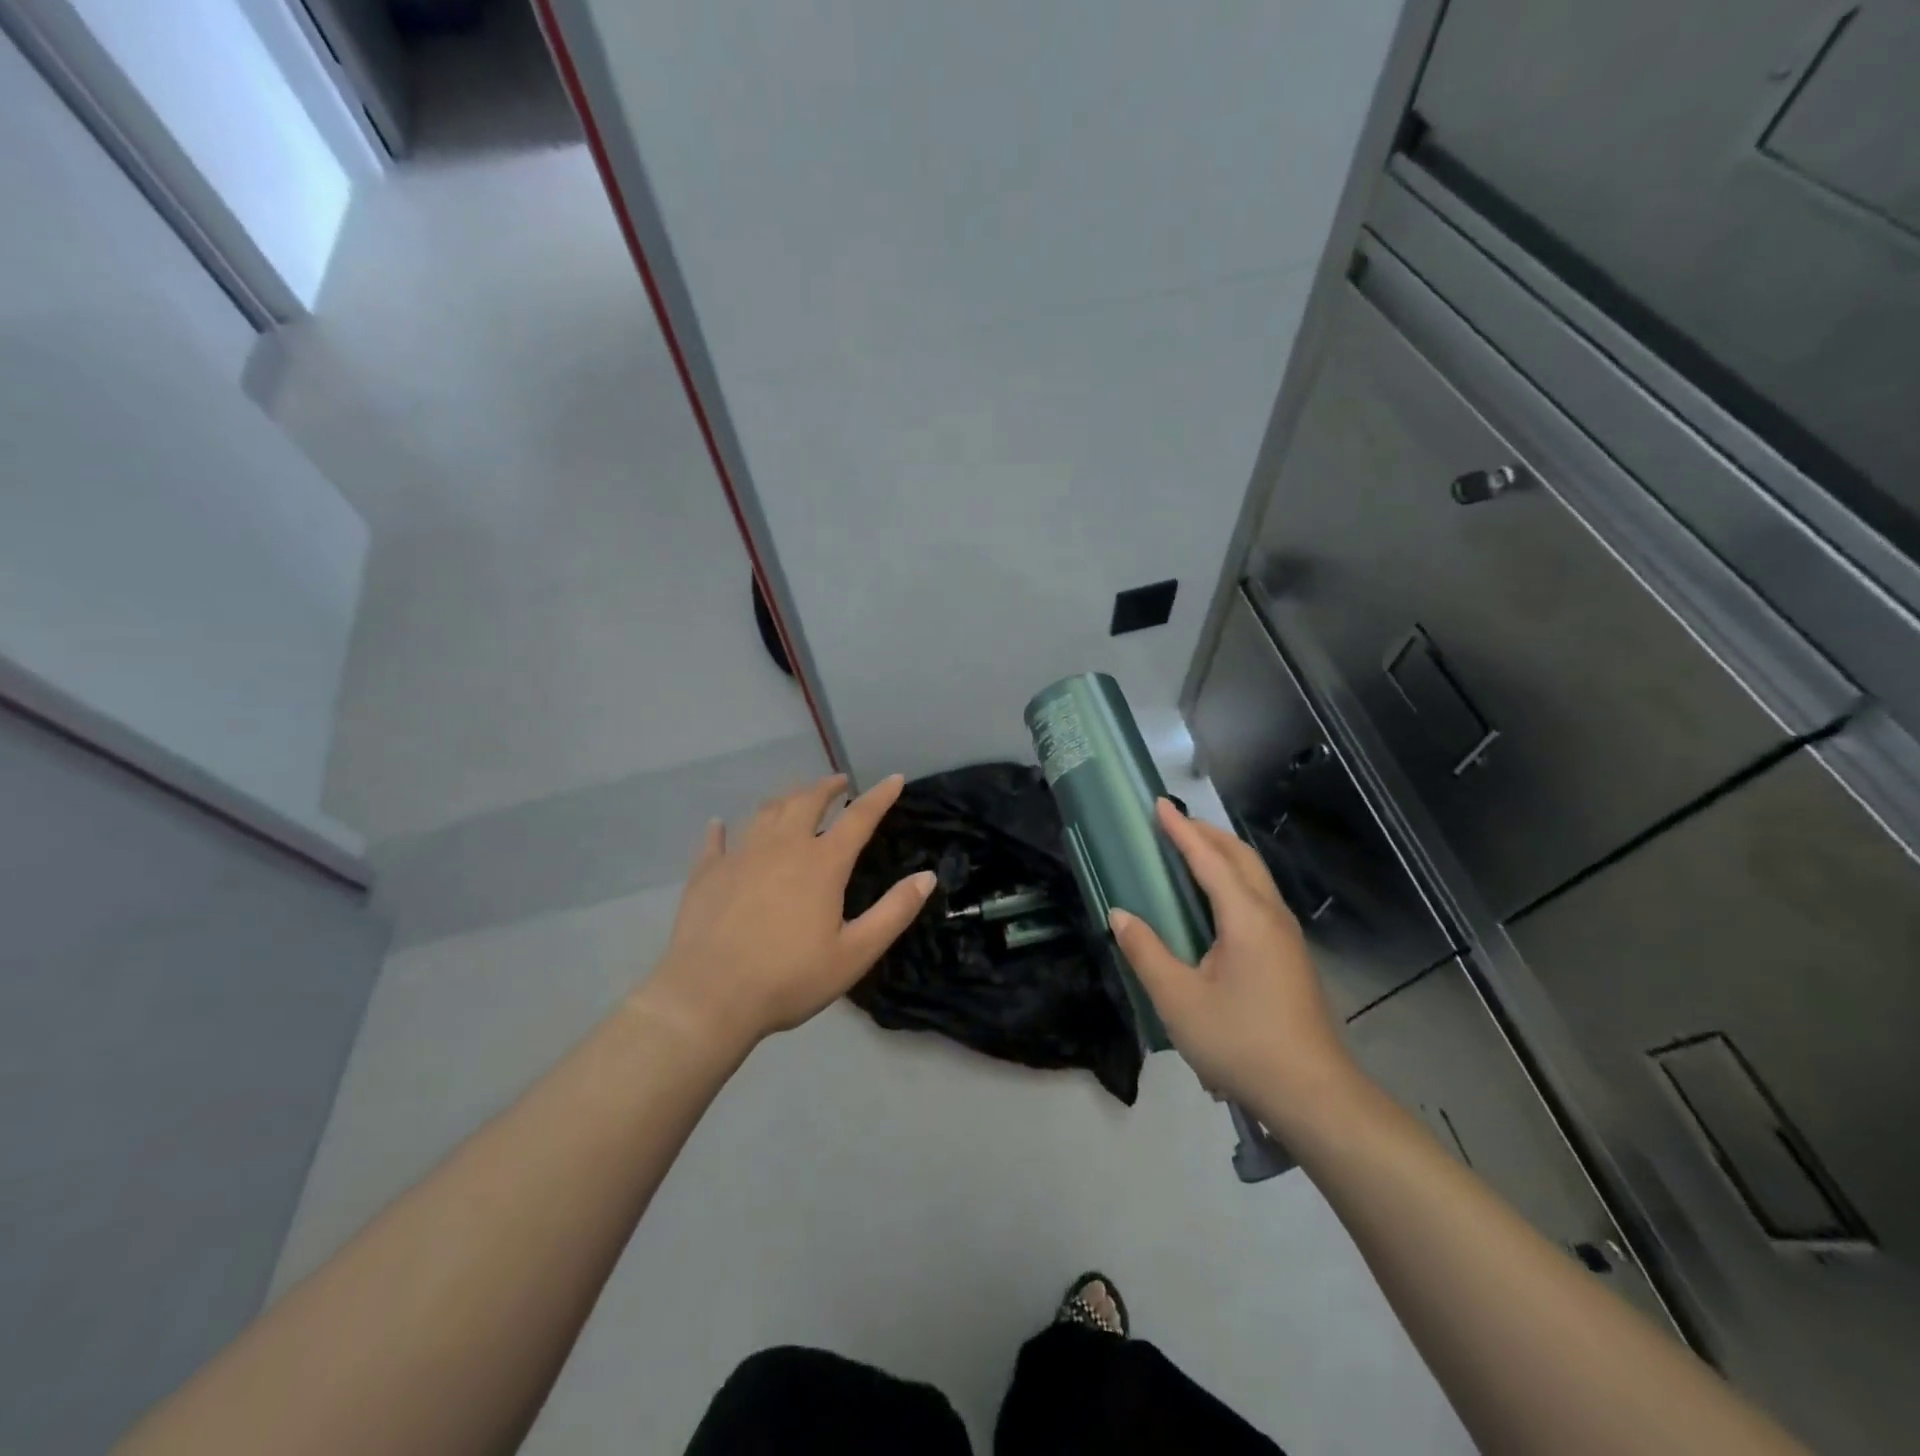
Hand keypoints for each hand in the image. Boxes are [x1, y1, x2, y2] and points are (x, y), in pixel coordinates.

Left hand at [642, 774, 934, 1052]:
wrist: (709, 997)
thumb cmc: (789, 978)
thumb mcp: (855, 953)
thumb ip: (894, 912)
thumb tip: (928, 876)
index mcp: (822, 863)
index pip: (859, 818)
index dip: (880, 796)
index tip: (894, 778)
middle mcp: (782, 846)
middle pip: (807, 801)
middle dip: (827, 787)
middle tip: (839, 783)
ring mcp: (741, 855)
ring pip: (766, 812)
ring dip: (786, 798)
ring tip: (796, 796)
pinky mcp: (707, 872)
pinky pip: (717, 840)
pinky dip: (722, 829)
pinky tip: (720, 824)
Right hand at [1110, 799, 1358, 1129]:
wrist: (1313, 1095)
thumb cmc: (1241, 1042)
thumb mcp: (1178, 999)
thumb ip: (1146, 952)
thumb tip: (1119, 915)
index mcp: (1246, 917)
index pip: (1210, 859)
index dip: (1182, 830)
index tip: (1159, 804)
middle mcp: (1271, 916)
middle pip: (1241, 858)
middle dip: (1207, 834)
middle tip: (1173, 823)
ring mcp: (1286, 937)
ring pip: (1255, 878)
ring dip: (1223, 855)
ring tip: (1191, 852)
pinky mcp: (1290, 957)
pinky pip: (1258, 899)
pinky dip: (1233, 880)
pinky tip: (1216, 902)